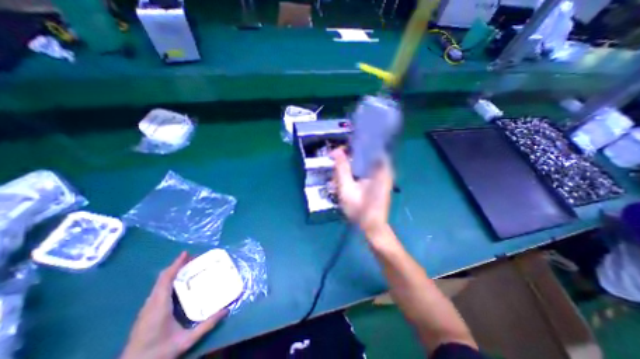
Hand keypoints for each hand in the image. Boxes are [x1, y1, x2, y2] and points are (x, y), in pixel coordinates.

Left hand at [121, 253, 228, 358]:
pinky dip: (169, 281)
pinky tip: (179, 284)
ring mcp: (147, 308)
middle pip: (163, 278)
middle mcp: (151, 303)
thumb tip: (226, 310)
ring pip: (160, 283)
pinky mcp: (146, 312)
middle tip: (195, 259)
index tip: (187, 253)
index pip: (166, 278)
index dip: (176, 264)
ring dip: (173, 272)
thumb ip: (206, 325)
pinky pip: (159, 289)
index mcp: (159, 306)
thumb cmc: (158, 353)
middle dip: (178, 265)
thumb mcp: (186, 341)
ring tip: (189, 268)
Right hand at [332, 147, 392, 235]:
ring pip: (364, 164)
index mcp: (380, 169)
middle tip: (337, 168)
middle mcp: (384, 170)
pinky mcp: (378, 182)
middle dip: (349, 159)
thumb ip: (341, 169)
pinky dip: (355, 173)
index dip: (353, 147)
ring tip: (340, 179)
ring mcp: (382, 176)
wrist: (372, 227)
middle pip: (365, 155)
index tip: (339, 152)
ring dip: (350, 168)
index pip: (369, 147)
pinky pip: (365, 171)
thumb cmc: (359, 209)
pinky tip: (347, 182)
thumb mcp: (346, 188)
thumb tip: (337, 150)